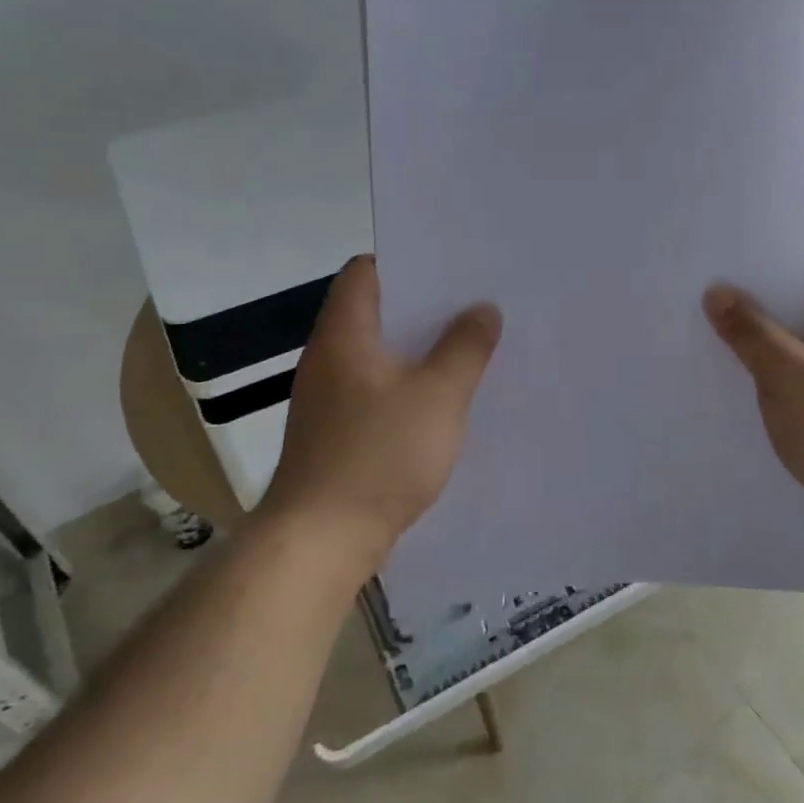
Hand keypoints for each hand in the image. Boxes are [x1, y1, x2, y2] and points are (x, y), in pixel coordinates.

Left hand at [263, 256, 500, 572]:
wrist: (320, 541)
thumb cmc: (379, 455)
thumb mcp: (438, 396)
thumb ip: (465, 347)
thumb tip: (483, 308)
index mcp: (344, 334)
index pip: (365, 271)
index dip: (406, 261)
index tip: (451, 268)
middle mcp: (328, 358)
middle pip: (375, 312)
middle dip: (424, 308)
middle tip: (474, 308)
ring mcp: (327, 398)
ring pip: (379, 356)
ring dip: (418, 351)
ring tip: (468, 351)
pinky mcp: (334, 434)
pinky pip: (376, 393)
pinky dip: (407, 388)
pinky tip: (441, 405)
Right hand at [704, 248, 803, 566]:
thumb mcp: (790, 376)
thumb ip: (751, 332)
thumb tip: (717, 292)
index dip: (766, 255)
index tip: (717, 256)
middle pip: (797, 304)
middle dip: (750, 301)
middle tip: (692, 294)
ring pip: (792, 346)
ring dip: (753, 345)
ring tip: (696, 335)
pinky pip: (794, 382)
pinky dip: (764, 380)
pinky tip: (724, 384)